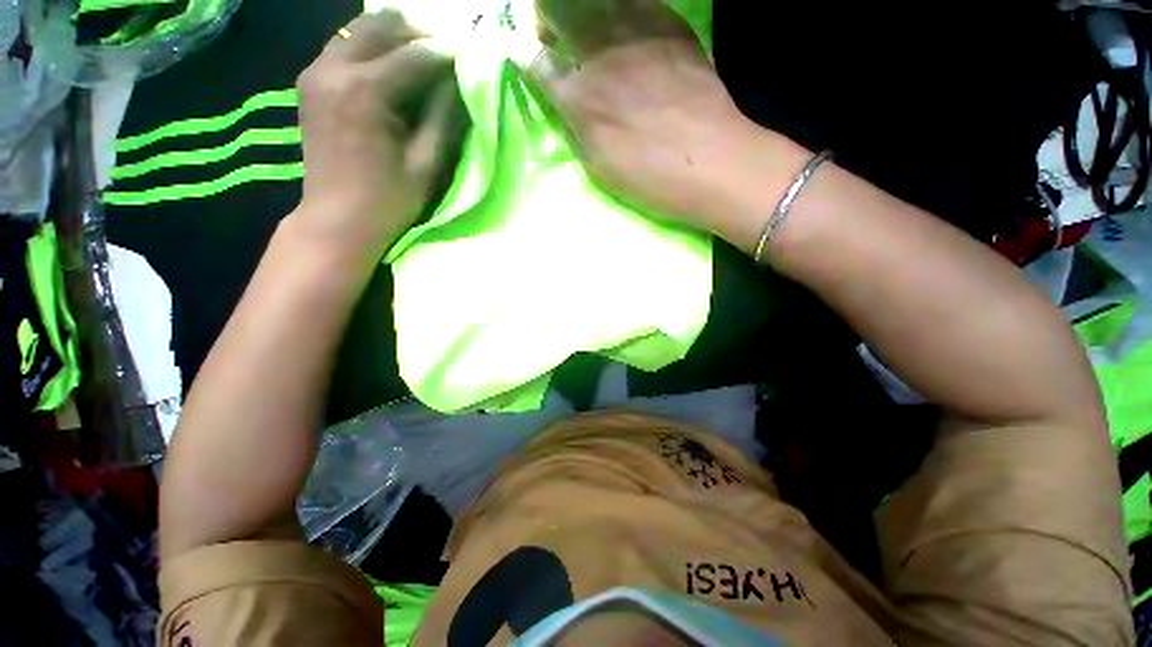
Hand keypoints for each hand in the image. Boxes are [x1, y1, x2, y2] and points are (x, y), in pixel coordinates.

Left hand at [294, 11, 466, 260]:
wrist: (337, 219)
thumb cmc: (389, 199)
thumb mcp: (427, 164)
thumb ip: (442, 117)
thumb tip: (456, 82)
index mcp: (367, 91)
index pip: (415, 54)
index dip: (446, 54)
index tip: (468, 57)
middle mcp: (335, 68)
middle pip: (380, 25)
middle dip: (418, 34)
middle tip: (444, 52)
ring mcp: (316, 72)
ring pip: (358, 30)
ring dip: (393, 38)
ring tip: (420, 58)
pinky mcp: (309, 82)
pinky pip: (343, 48)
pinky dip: (370, 50)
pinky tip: (390, 70)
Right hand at [529, 0, 768, 234]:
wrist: (714, 162)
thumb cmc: (651, 180)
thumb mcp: (600, 171)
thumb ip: (576, 133)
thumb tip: (564, 107)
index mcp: (580, 99)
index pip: (537, 63)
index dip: (528, 57)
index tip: (529, 58)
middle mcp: (601, 56)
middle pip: (559, 12)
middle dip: (548, 19)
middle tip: (553, 34)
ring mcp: (638, 34)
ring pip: (596, 0)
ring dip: (582, 9)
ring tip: (587, 27)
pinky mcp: (670, 26)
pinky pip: (637, 2)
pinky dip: (622, 9)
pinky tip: (624, 24)